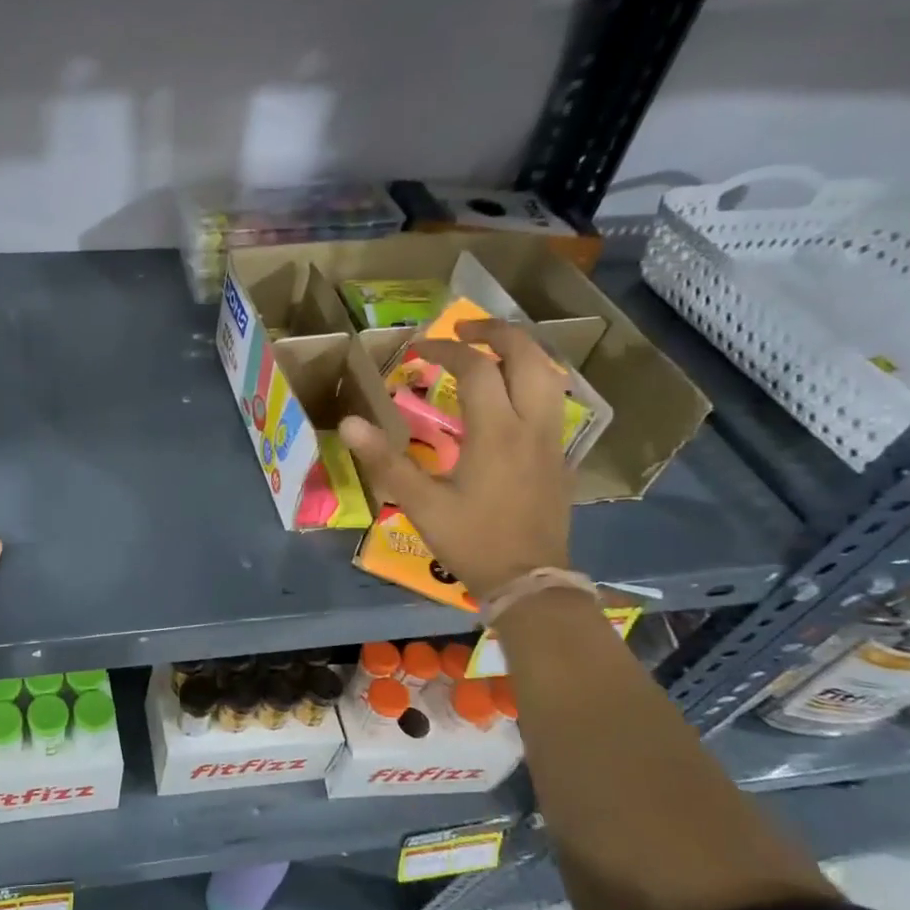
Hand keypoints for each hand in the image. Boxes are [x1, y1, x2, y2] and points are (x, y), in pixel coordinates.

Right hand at [340, 318, 571, 599]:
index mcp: (497, 432)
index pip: (476, 368)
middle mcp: (532, 426)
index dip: (445, 349)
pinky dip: (530, 381)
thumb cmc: (472, 541)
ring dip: (520, 353)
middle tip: (463, 328)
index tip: (417, 349)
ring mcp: (553, 440)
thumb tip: (349, 422)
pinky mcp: (560, 457)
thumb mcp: (420, 504)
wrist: (530, 581)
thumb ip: (385, 460)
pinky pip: (552, 401)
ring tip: (488, 351)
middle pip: (529, 356)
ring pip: (549, 376)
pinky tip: (507, 396)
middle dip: (497, 333)